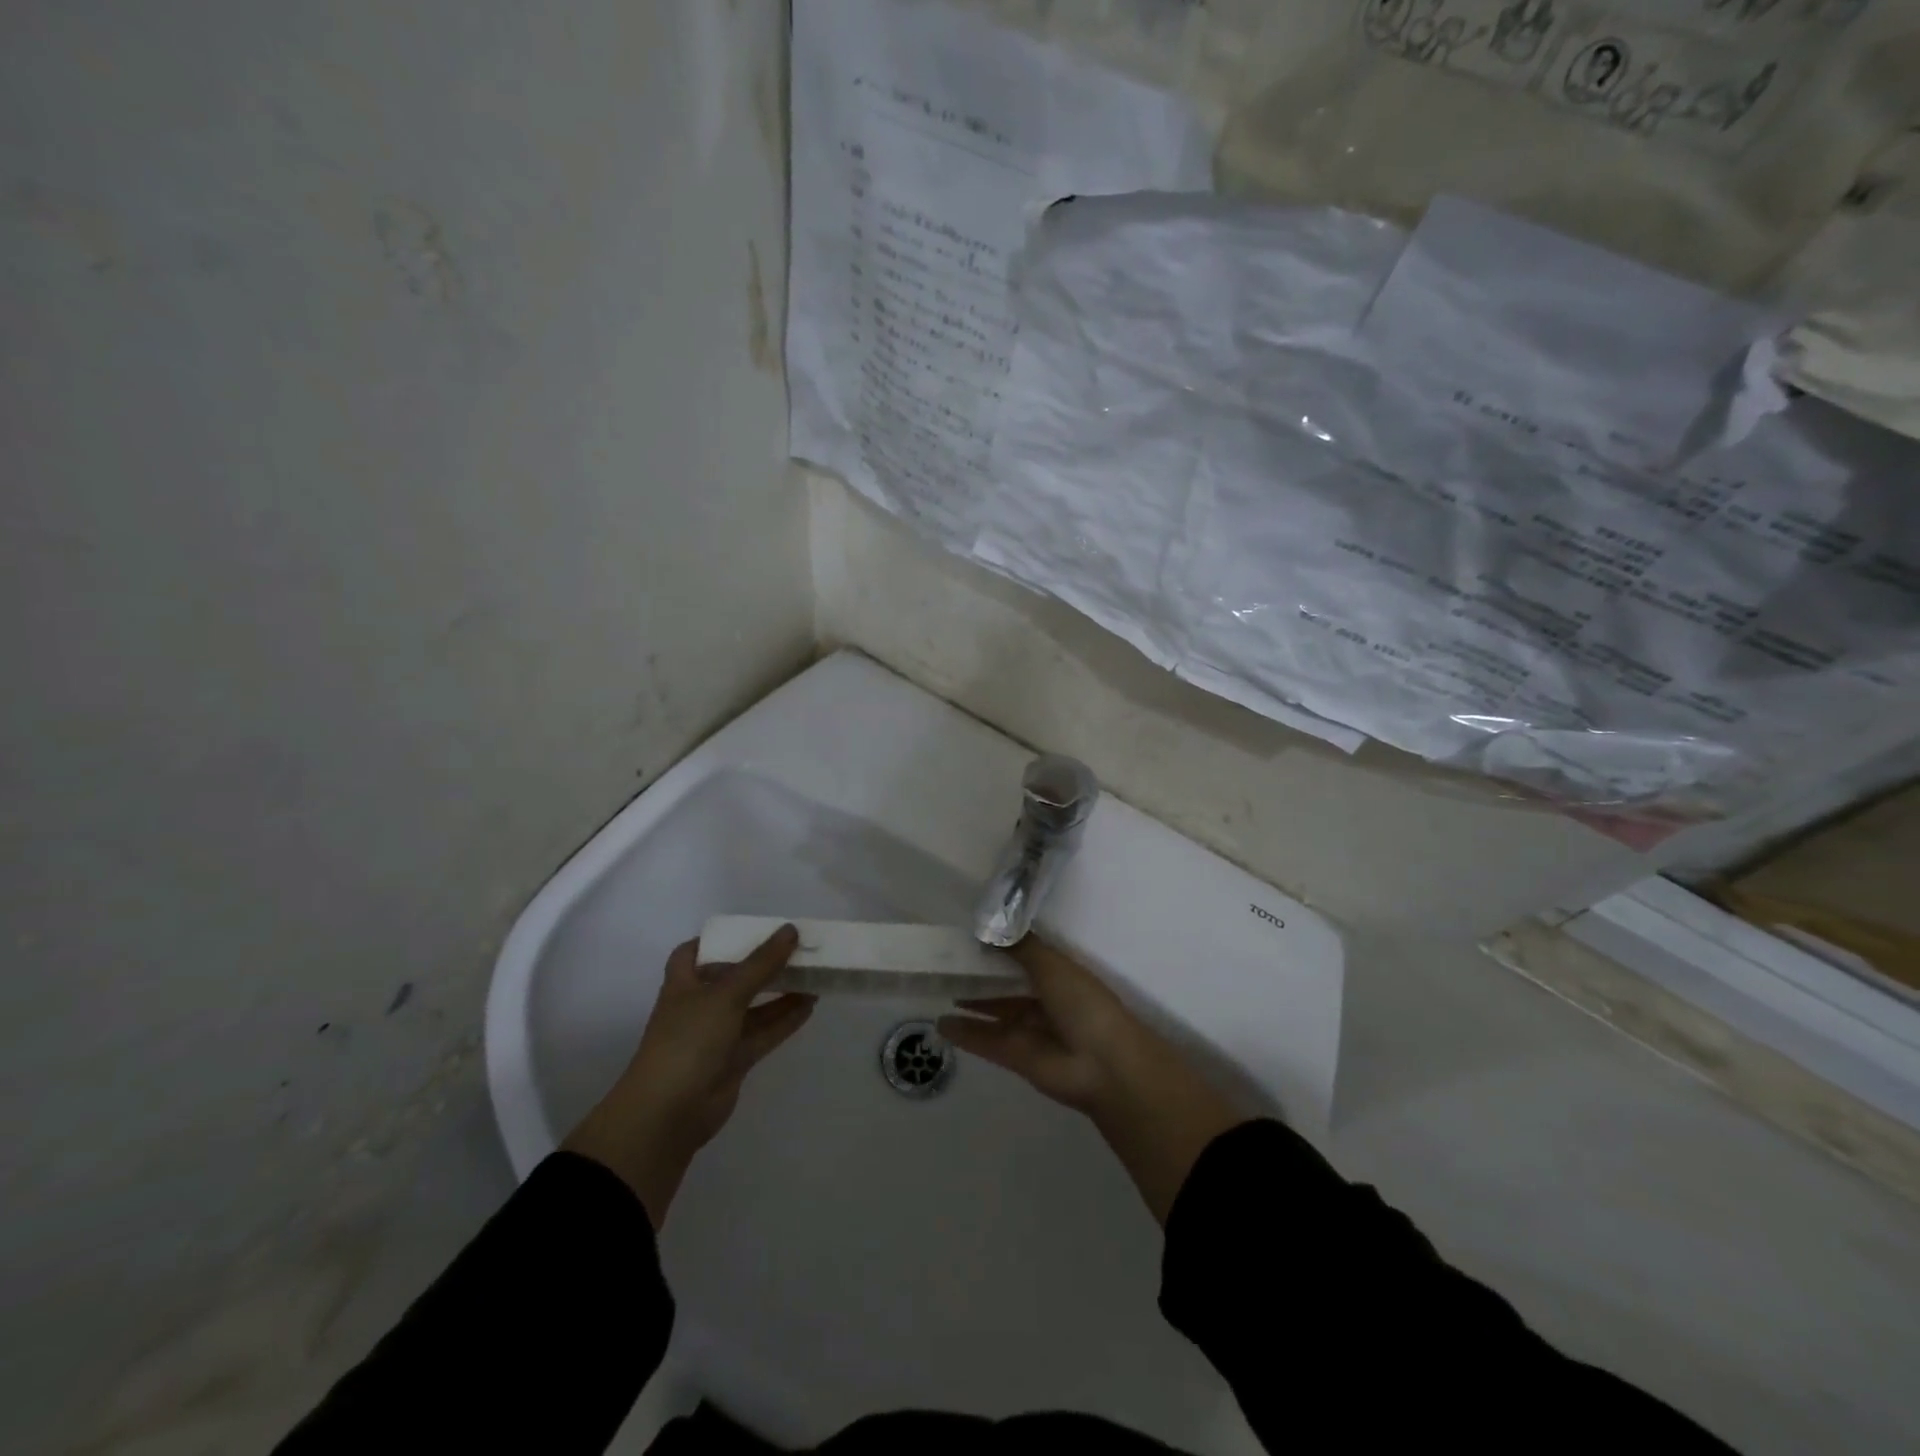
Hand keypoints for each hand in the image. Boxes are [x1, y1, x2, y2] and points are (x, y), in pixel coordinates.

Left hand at [563, 925, 814, 1227]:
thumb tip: (791, 930)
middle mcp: (699, 1005)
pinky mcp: (734, 1060)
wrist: (668, 1113)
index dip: (718, 940)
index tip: (750, 930)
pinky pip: (763, 1032)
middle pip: (733, 976)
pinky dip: (784, 1019)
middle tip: (796, 948)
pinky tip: (810, 1004)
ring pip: (753, 1006)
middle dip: (761, 964)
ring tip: (813, 973)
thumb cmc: (688, 1040)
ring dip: (780, 991)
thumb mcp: (725, 994)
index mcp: (683, 983)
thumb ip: (761, 963)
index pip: (694, 952)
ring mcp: (716, 1034)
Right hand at [939, 938, 1244, 1223]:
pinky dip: (966, 1033)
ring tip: (938, 989)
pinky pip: (987, 1040)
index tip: (969, 936)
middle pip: (1007, 984)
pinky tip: (941, 1023)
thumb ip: (1020, 947)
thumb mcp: (1052, 965)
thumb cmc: (1084, 1005)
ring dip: (971, 1002)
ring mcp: (1031, 1031)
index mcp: (1060, 975)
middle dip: (981, 974)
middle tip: (945, 961)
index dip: (1000, 948)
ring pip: (995, 1011)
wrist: (1104, 1066)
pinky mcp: (1017, 1057)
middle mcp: (1045, 1000)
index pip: (1026, 957)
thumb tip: (991, 926)